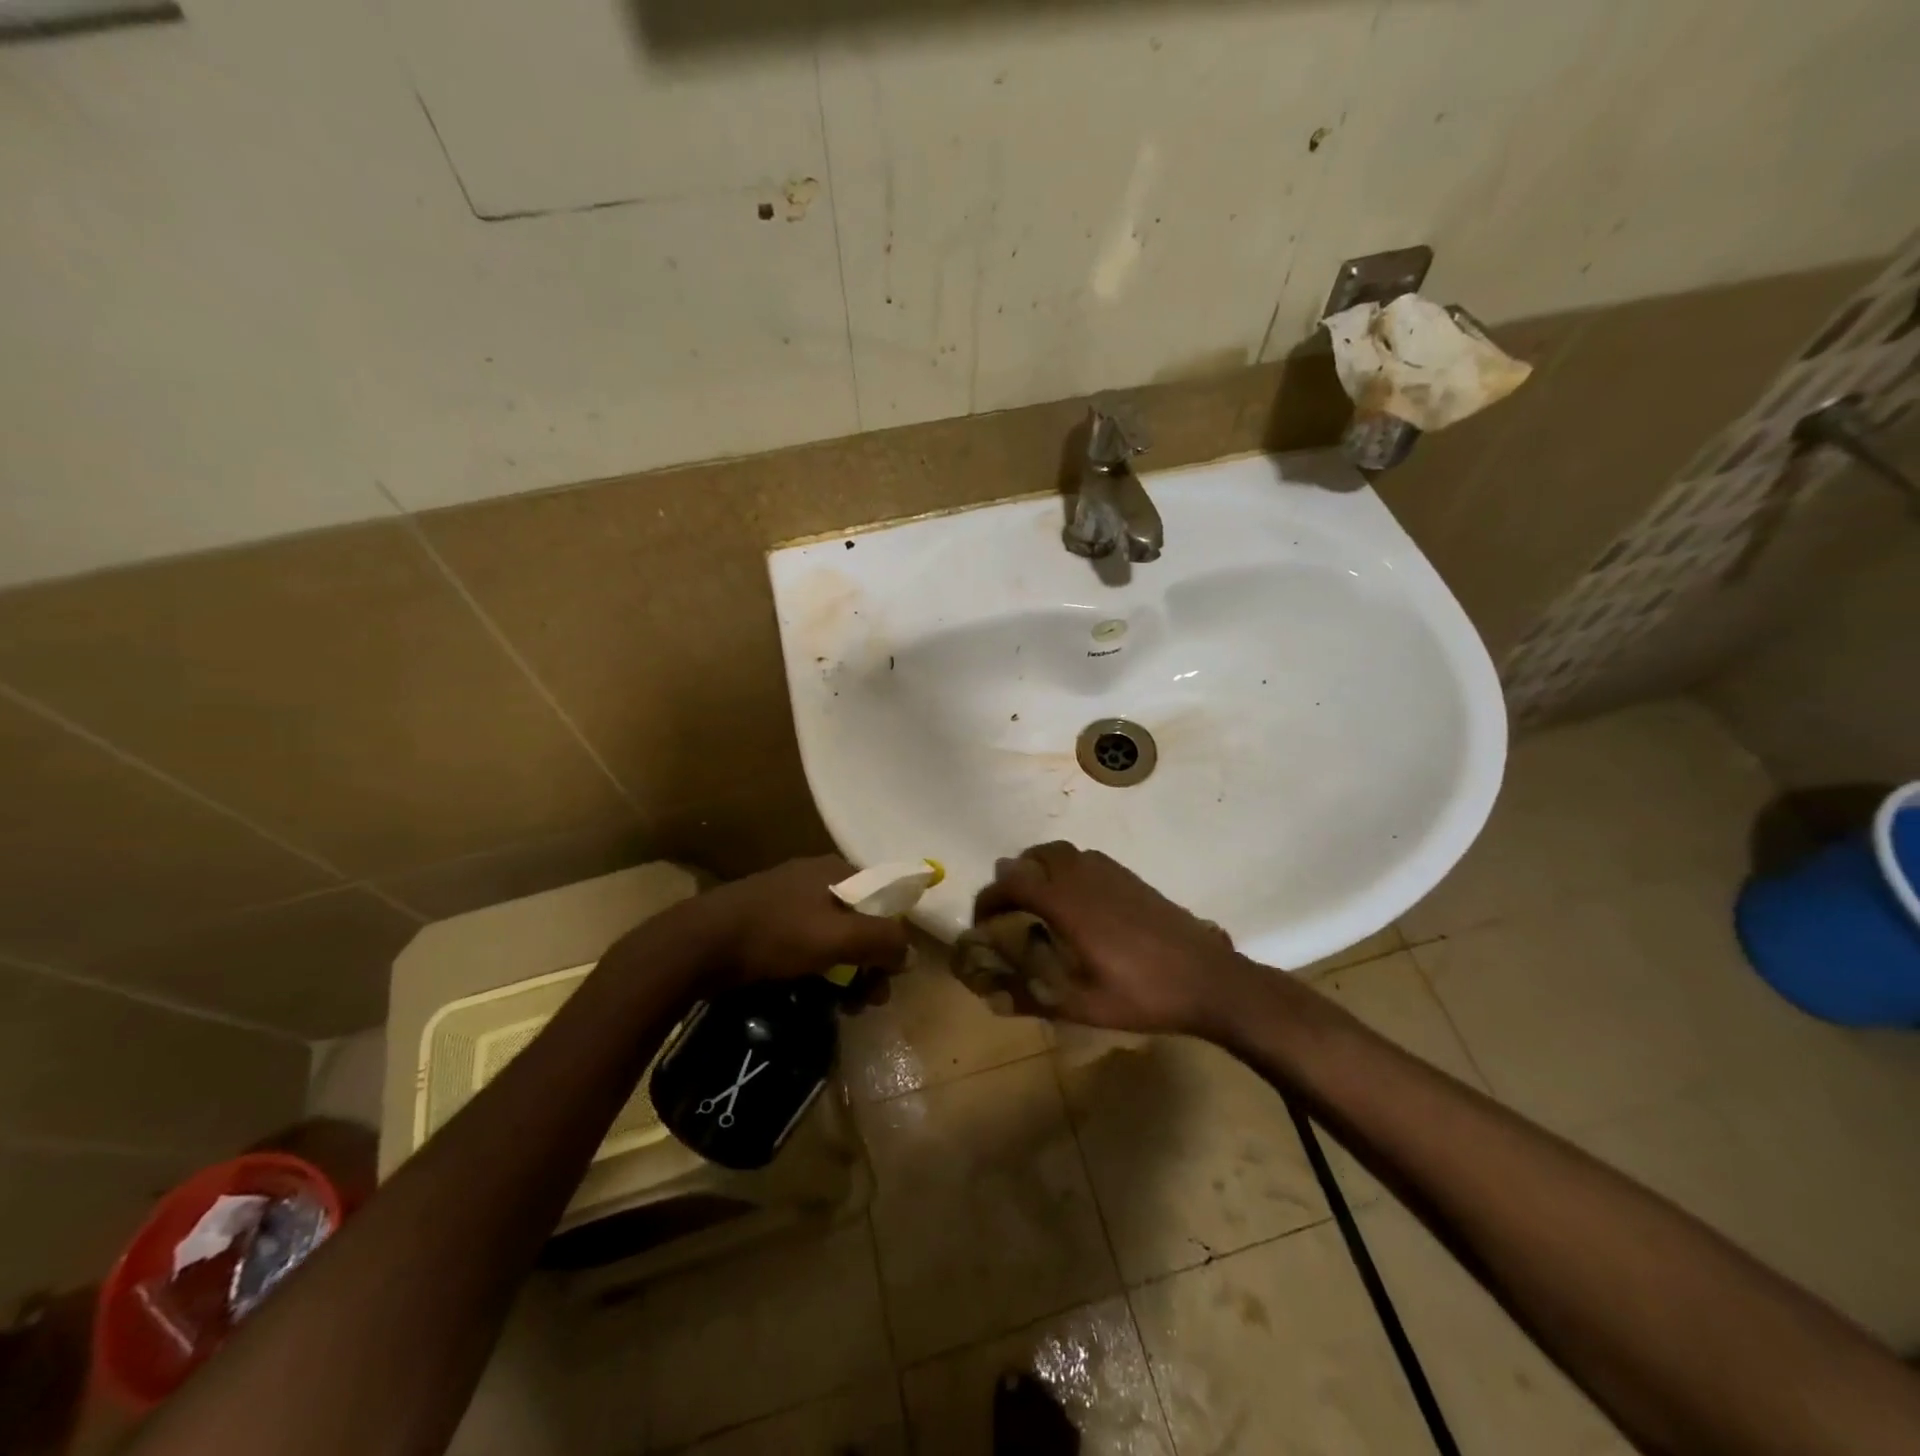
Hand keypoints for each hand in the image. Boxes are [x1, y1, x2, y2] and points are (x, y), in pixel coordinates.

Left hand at [674, 856, 911, 989]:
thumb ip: (882, 940)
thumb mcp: (837, 938)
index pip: (885, 899)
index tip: (890, 975)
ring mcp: (789, 897)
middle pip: (860, 920)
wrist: (699, 944)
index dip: (894, 937)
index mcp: (836, 870)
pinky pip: (807, 942)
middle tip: (867, 1001)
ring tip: (843, 1006)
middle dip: (870, 962)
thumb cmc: (775, 934)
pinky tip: (813, 992)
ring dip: (846, 971)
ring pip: (834, 935)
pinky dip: (818, 967)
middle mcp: (816, 877)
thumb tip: (910, 952)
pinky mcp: (767, 919)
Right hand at [971, 842, 1263, 1036]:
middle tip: (1008, 908)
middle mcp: (1084, 877)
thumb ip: (1034, 997)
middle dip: (1013, 876)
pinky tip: (1077, 904)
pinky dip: (1067, 869)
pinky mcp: (1131, 878)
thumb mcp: (1084, 1006)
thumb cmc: (1143, 995)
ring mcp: (1111, 873)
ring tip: (1038, 901)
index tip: (981, 922)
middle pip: (1035, 856)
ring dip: (1040, 868)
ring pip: (1062, 852)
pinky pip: (1086, 859)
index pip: (1013, 882)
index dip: (989, 898)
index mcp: (1067, 903)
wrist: (1208, 980)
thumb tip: (993, 998)